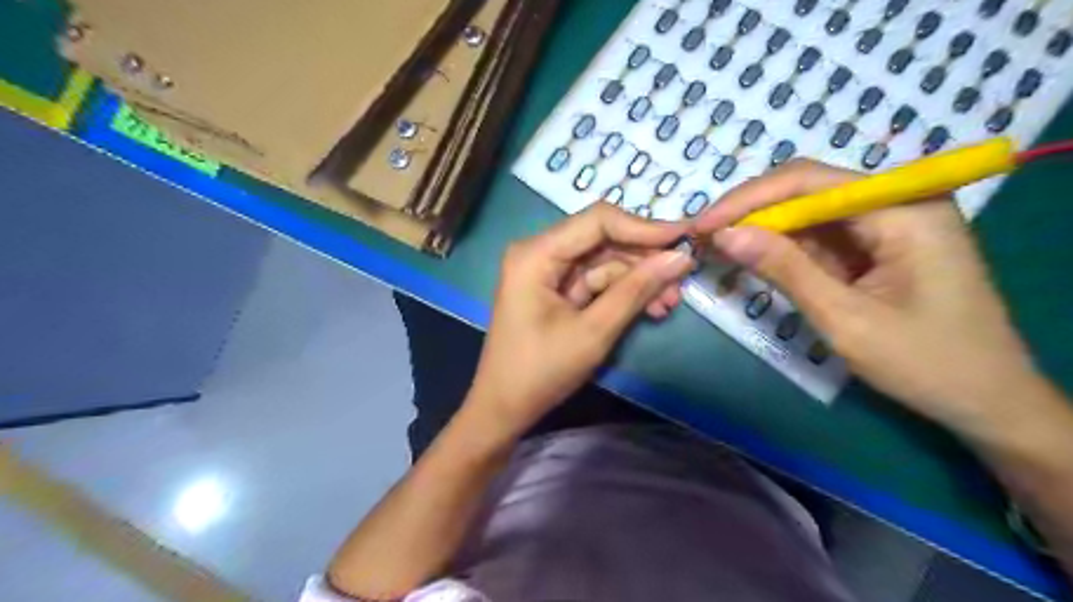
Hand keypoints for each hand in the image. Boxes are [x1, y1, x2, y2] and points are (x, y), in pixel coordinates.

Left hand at [470, 202, 695, 436]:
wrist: (505, 408)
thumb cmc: (541, 371)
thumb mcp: (593, 332)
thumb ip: (636, 290)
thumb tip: (680, 258)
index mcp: (536, 254)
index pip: (598, 221)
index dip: (644, 227)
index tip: (685, 238)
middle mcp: (540, 252)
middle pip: (603, 240)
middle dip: (644, 260)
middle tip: (682, 279)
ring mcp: (548, 270)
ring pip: (604, 262)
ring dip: (638, 280)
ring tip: (669, 303)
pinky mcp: (556, 289)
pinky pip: (596, 281)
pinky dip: (623, 293)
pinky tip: (650, 308)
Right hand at [696, 160, 1048, 436]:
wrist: (984, 402)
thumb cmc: (925, 362)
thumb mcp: (845, 317)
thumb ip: (784, 269)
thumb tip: (724, 234)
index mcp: (902, 208)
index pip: (808, 182)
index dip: (747, 200)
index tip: (702, 225)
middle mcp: (895, 203)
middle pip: (806, 190)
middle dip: (750, 212)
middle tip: (703, 236)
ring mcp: (885, 224)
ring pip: (806, 213)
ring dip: (761, 230)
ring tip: (716, 246)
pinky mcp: (874, 247)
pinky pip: (818, 237)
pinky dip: (781, 249)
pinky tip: (751, 257)